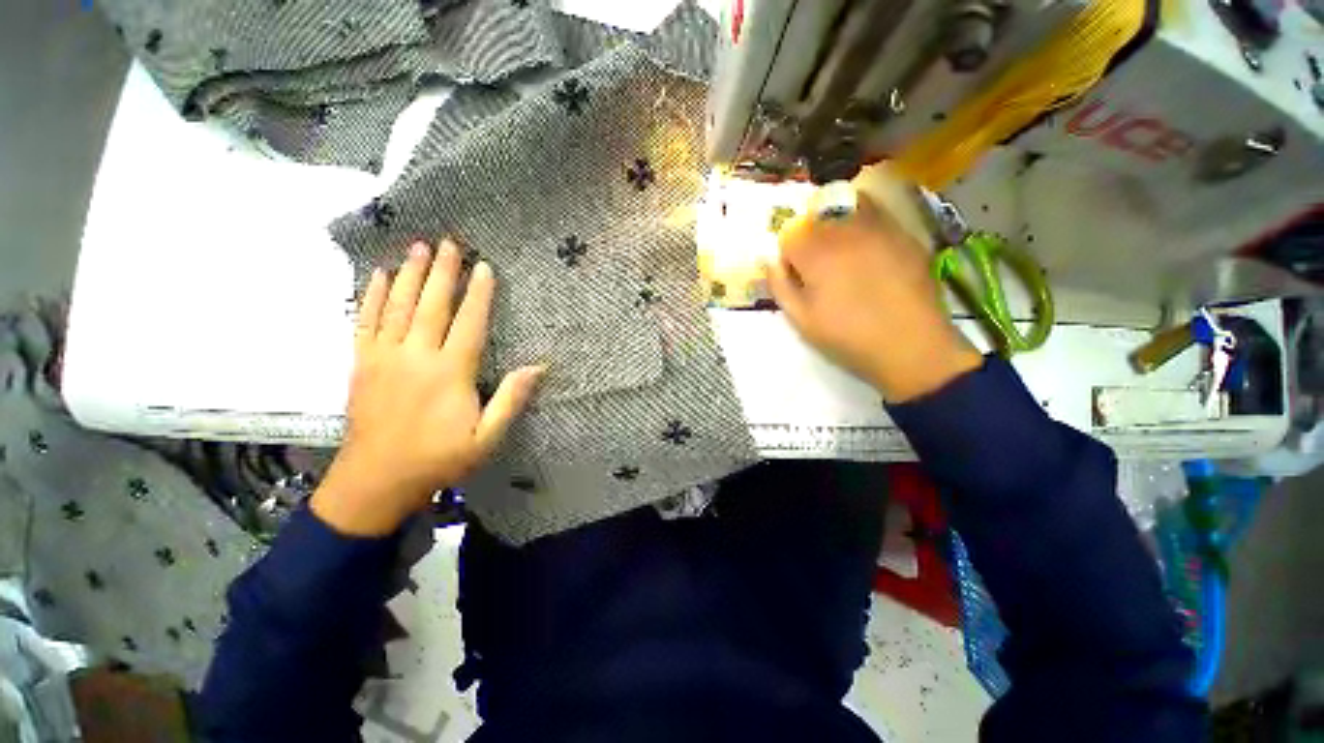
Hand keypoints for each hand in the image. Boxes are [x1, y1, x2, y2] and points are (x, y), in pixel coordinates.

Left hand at [312, 240, 543, 536]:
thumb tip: (538, 367)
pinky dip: (372, 295)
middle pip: (432, 305)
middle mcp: (416, 356)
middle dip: (443, 271)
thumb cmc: (439, 459)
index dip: (478, 293)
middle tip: (450, 242)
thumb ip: (511, 400)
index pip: (469, 323)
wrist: (376, 480)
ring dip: (410, 274)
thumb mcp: (487, 437)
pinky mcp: (361, 363)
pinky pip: (365, 321)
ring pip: (398, 306)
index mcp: (450, 372)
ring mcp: (384, 357)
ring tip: (418, 246)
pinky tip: (380, 276)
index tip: (485, 267)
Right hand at [762, 192, 981, 402]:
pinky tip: (872, 256)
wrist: (911, 347)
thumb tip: (770, 261)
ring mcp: (881, 228)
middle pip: (818, 213)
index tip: (796, 275)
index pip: (790, 232)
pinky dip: (866, 226)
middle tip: (819, 267)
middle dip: (811, 236)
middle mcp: (848, 229)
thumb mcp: (801, 319)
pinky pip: (879, 216)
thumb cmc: (847, 336)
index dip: (788, 254)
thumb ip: (780, 286)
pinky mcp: (907, 235)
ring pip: (850, 206)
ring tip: (844, 255)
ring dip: (838, 223)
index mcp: (817, 251)